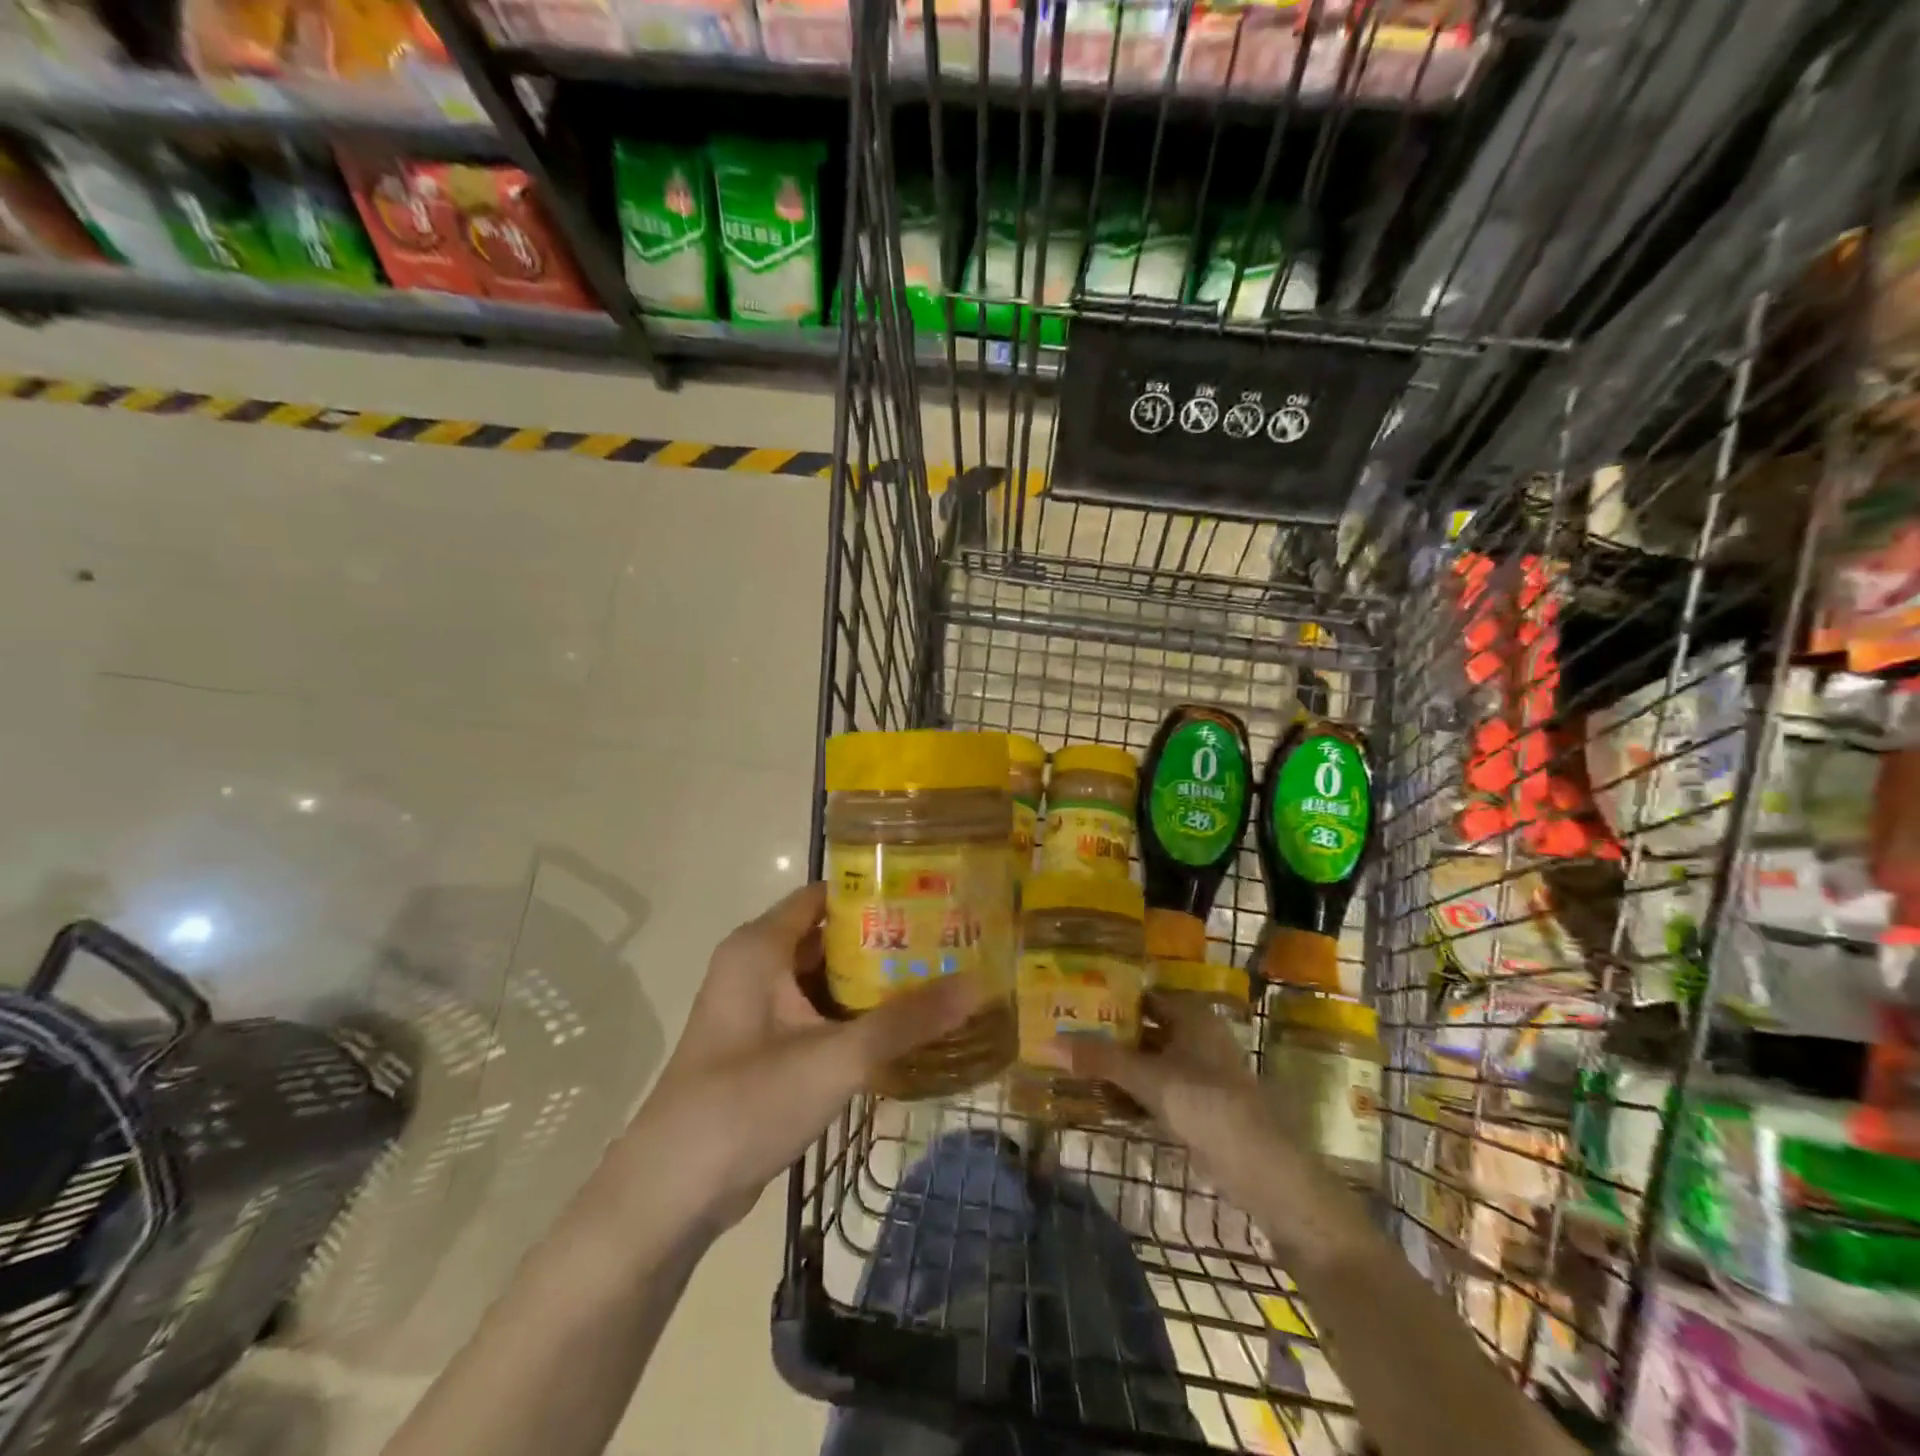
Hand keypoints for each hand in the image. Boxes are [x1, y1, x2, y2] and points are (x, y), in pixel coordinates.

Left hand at [632, 883, 979, 1233]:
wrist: (671, 1192)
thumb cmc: (747, 1102)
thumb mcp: (836, 1058)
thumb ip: (905, 1021)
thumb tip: (977, 985)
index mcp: (760, 946)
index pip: (826, 896)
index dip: (876, 892)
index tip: (930, 897)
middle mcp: (755, 965)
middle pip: (829, 936)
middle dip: (884, 940)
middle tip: (946, 941)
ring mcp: (756, 1007)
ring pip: (823, 978)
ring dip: (871, 981)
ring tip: (936, 978)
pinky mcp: (761, 1046)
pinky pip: (814, 1013)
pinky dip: (852, 1015)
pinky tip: (898, 1028)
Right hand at [1060, 995, 1363, 1272]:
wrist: (1266, 1174)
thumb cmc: (1209, 1107)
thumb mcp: (1150, 1080)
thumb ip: (1101, 1060)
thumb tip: (1051, 1042)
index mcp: (1191, 1015)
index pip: (1141, 995)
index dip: (1108, 998)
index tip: (1070, 1002)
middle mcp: (1195, 1036)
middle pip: (1142, 1029)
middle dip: (1107, 1036)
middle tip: (1064, 1036)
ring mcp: (1198, 1072)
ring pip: (1147, 1061)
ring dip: (1116, 1067)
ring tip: (1073, 1068)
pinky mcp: (1197, 1105)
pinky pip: (1155, 1089)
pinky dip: (1132, 1093)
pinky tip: (1101, 1102)